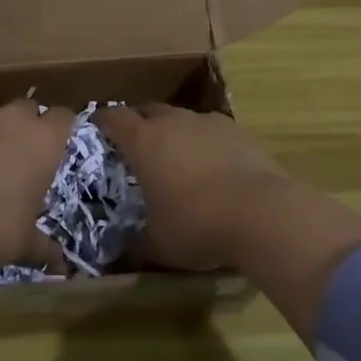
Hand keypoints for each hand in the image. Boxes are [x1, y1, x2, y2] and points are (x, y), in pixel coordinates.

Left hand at [0, 103, 74, 271]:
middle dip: (24, 124)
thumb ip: (44, 246)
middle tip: (16, 151)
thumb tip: (60, 265)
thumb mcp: (26, 242)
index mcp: (45, 142)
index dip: (59, 128)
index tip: (53, 142)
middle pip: (27, 108)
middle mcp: (16, 119)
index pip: (64, 117)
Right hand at [95, 104, 291, 271]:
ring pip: (183, 118)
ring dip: (176, 132)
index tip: (97, 128)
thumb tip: (122, 251)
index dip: (103, 121)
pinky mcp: (240, 132)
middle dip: (140, 122)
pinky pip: (213, 131)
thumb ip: (136, 244)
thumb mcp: (158, 245)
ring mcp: (209, 123)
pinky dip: (206, 143)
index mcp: (144, 142)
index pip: (114, 118)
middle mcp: (174, 122)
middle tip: (137, 145)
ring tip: (178, 157)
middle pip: (149, 110)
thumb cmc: (197, 225)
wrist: (263, 213)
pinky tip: (214, 166)